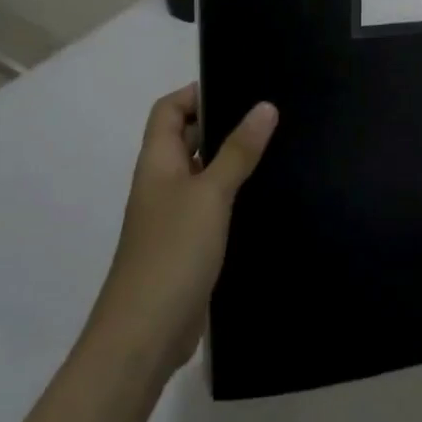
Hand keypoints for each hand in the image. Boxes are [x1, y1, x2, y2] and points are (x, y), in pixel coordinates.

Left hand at [90, 85, 277, 376]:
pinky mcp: (188, 246)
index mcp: (156, 163)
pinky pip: (211, 207)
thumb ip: (238, 151)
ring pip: (202, 174)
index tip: (239, 86)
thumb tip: (265, 106)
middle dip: (221, 123)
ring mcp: (173, 217)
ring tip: (277, 147)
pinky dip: (234, 195)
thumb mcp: (210, 194)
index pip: (167, 110)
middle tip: (269, 113)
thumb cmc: (172, 253)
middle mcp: (161, 184)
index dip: (195, 93)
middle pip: (185, 139)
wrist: (144, 335)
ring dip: (231, 160)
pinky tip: (266, 196)